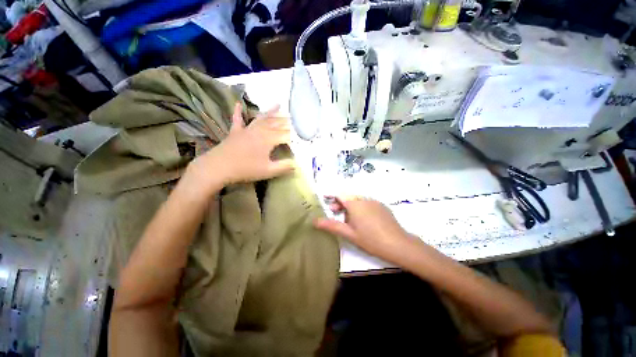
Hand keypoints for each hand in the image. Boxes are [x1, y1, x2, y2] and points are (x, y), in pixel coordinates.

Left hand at [186, 103, 294, 193]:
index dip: (293, 137)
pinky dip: (238, 112)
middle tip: (294, 119)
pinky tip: (238, 103)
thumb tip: (296, 164)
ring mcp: (246, 130)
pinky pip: (238, 119)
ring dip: (270, 112)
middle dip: (285, 122)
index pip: (285, 135)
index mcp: (268, 139)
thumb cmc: (246, 169)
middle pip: (275, 124)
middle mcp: (259, 131)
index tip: (300, 139)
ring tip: (278, 104)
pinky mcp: (235, 132)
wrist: (218, 167)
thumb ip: (284, 167)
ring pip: (261, 119)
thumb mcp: (268, 171)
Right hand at [313, 197, 422, 264]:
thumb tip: (314, 221)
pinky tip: (361, 220)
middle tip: (333, 212)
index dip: (331, 195)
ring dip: (349, 206)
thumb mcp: (349, 234)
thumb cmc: (370, 239)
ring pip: (357, 199)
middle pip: (348, 196)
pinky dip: (359, 207)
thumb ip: (331, 225)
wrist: (398, 244)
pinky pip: (366, 203)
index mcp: (355, 203)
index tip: (324, 198)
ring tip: (346, 219)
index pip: (339, 194)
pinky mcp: (381, 206)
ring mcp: (374, 201)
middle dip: (339, 202)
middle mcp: (364, 198)